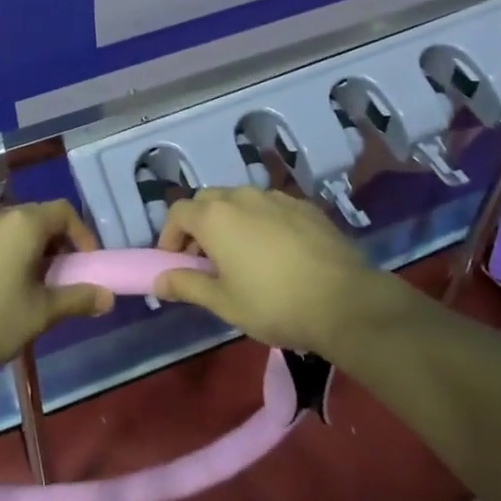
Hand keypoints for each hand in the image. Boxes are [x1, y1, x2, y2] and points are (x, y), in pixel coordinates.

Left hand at [0, 201, 114, 377]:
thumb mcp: (40, 314)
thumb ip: (76, 299)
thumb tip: (108, 296)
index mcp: (23, 224)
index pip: (64, 211)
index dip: (82, 233)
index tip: (88, 263)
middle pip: (34, 219)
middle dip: (53, 245)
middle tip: (58, 279)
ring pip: (5, 232)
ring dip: (21, 252)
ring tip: (22, 288)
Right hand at [152, 187, 395, 353]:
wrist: (343, 300)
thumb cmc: (273, 304)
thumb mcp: (224, 303)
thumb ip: (187, 286)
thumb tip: (157, 281)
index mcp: (215, 216)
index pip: (177, 213)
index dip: (169, 236)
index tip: (174, 263)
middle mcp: (241, 196)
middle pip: (206, 201)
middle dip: (198, 226)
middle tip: (204, 261)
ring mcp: (274, 196)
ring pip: (239, 201)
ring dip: (230, 222)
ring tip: (241, 257)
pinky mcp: (303, 205)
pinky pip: (270, 207)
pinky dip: (261, 223)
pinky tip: (276, 254)